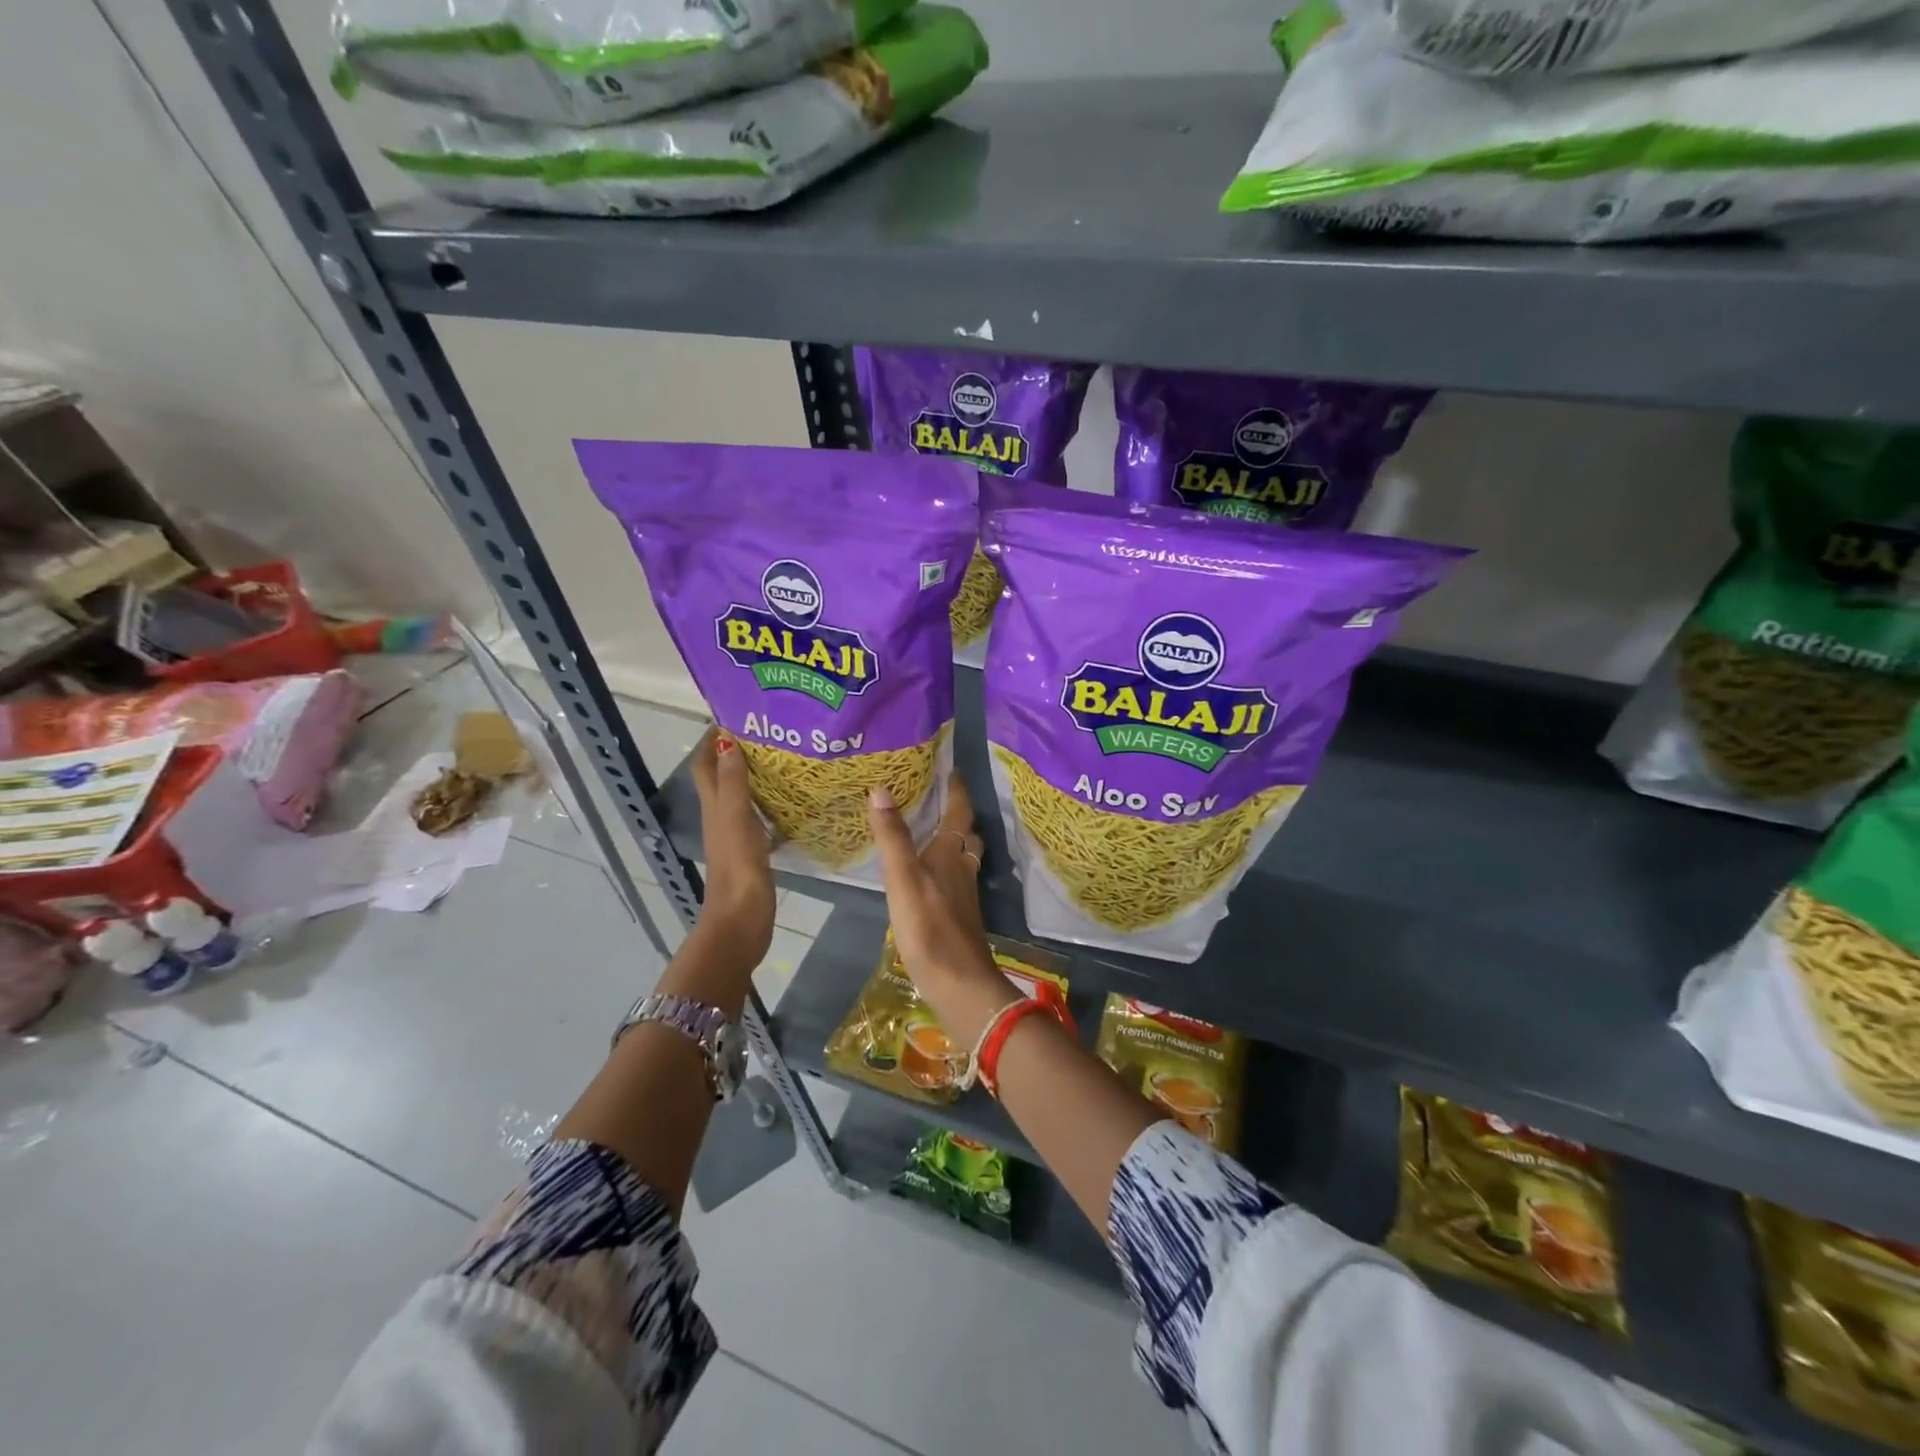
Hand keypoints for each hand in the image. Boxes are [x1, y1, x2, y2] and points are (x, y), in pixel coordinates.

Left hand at [691, 728, 774, 965]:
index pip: (706, 765)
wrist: (741, 920)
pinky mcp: (753, 852)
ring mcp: (737, 836)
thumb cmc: (738, 866)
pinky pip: (759, 817)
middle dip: (736, 752)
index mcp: (714, 807)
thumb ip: (734, 782)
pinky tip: (791, 801)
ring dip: (754, 776)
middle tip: (768, 732)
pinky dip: (770, 804)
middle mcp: (721, 817)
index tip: (734, 714)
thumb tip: (728, 741)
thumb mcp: (736, 818)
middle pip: (723, 777)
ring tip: (783, 758)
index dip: (712, 740)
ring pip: (742, 796)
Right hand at [868, 775, 1013, 1041]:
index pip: (959, 812)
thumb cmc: (928, 926)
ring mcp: (963, 894)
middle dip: (959, 815)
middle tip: (942, 798)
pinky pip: (956, 879)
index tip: (953, 770)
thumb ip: (892, 837)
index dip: (957, 790)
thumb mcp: (902, 878)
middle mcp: (962, 869)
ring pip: (964, 857)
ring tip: (935, 832)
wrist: (957, 982)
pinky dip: (947, 867)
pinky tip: (931, 876)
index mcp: (951, 854)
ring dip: (955, 841)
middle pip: (967, 835)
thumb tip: (881, 790)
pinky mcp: (958, 916)